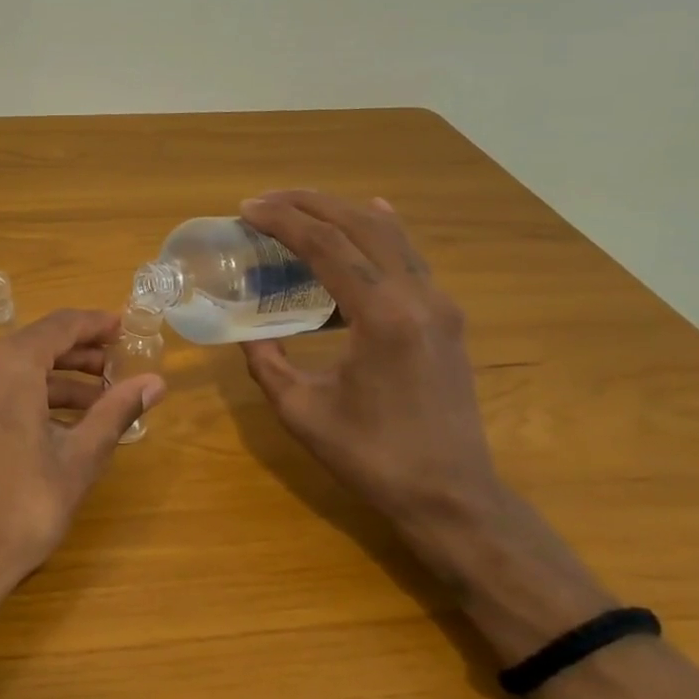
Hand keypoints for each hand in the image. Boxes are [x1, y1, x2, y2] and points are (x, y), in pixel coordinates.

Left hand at [0, 309, 165, 634]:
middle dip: (77, 355)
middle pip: (34, 344)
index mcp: (6, 364)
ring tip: (95, 401)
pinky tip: (53, 420)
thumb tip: (155, 383)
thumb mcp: (78, 459)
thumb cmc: (21, 509)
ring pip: (10, 367)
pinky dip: (21, 394)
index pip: (60, 326)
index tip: (124, 329)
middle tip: (116, 369)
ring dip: (52, 379)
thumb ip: (116, 412)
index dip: (96, 325)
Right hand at [237, 191, 501, 534]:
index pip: (327, 245)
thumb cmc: (371, 457)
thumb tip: (248, 332)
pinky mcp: (446, 317)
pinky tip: (367, 216)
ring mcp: (440, 304)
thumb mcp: (301, 410)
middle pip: (361, 225)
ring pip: (390, 234)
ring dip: (341, 213)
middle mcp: (418, 297)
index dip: (283, 221)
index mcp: (382, 316)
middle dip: (309, 204)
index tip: (246, 209)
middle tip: (264, 202)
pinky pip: (409, 257)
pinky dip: (378, 231)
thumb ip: (267, 362)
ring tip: (299, 207)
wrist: (452, 496)